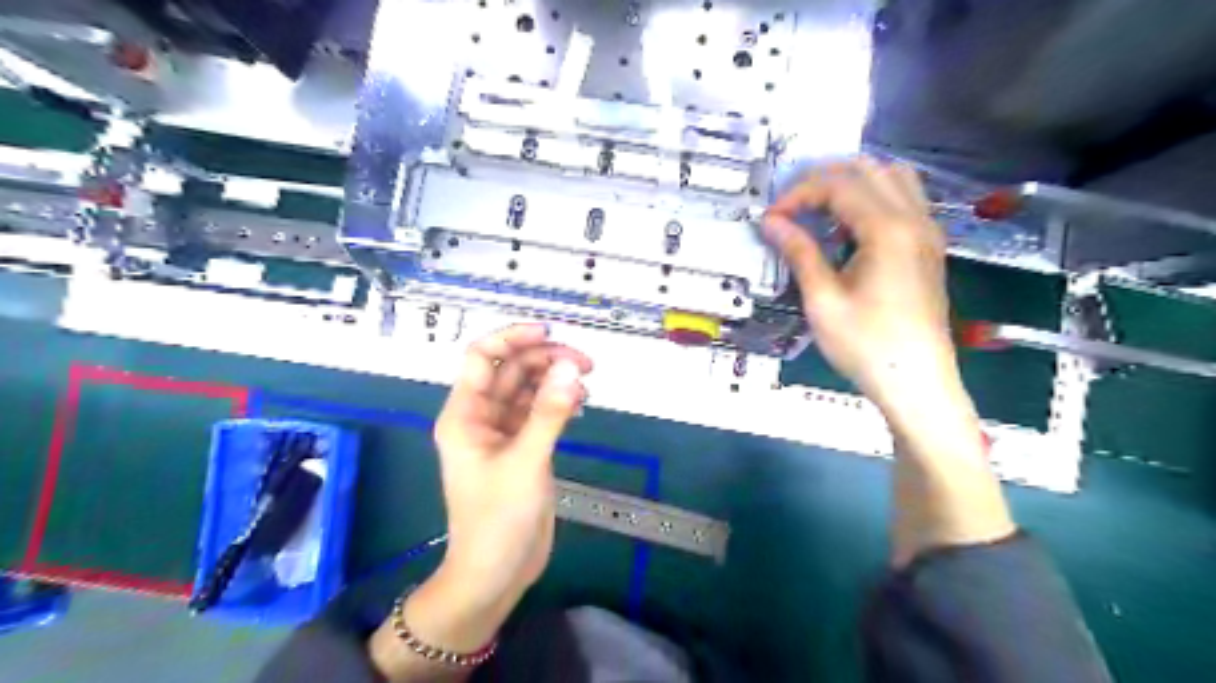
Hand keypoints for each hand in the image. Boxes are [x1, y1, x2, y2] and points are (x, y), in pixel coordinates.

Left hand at [433, 323, 590, 600]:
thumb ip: (548, 412)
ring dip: (555, 380)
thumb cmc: (497, 519)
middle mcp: (482, 417)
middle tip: (584, 363)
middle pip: (511, 370)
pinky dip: (559, 402)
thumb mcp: (526, 462)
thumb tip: (570, 367)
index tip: (549, 332)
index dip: (512, 338)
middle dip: (545, 359)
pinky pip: (540, 412)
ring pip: (529, 389)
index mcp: (465, 414)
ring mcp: (503, 432)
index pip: (481, 357)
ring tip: (586, 384)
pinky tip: (580, 404)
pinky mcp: (523, 447)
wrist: (495, 574)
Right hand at [769, 157, 960, 417]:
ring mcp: (927, 231)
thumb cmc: (866, 345)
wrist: (917, 382)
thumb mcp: (823, 300)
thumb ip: (799, 253)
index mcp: (887, 229)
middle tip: (791, 204)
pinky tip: (848, 226)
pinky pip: (904, 199)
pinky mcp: (928, 247)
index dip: (798, 195)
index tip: (772, 218)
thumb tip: (772, 222)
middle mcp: (914, 219)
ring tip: (818, 206)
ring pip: (892, 177)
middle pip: (868, 169)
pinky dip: (872, 196)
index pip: (838, 186)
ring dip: (852, 181)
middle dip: (823, 178)